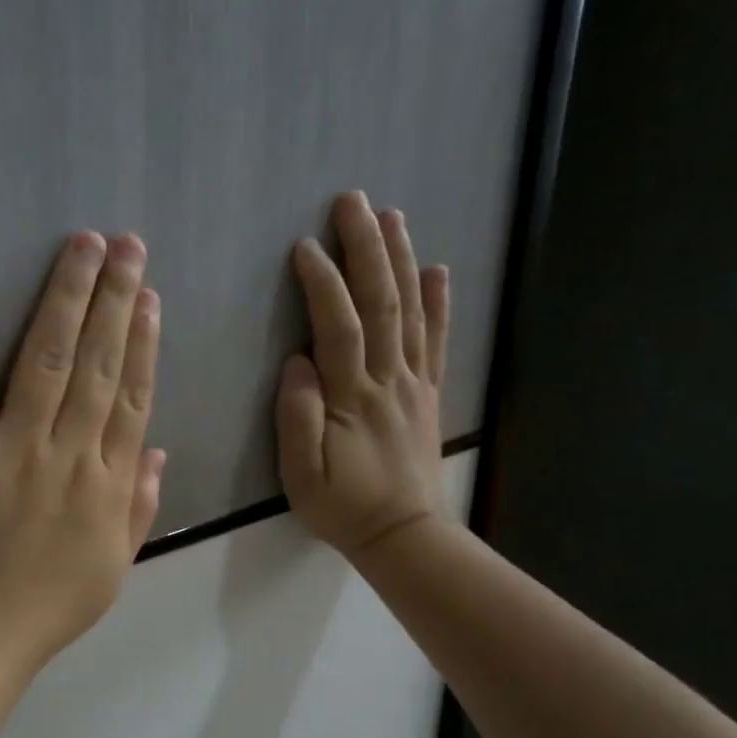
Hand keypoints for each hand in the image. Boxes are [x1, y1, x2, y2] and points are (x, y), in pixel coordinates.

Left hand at [0, 232, 166, 680]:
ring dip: (65, 297)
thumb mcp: (112, 568)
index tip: (149, 296)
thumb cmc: (43, 610)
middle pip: (97, 363)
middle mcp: (69, 454)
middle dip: (114, 298)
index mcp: (109, 484)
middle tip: (125, 244)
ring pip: (45, 358)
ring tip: (82, 245)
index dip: (144, 341)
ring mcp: (12, 448)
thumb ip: (138, 508)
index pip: (133, 397)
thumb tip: (158, 452)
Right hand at [277, 191, 449, 562]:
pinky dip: (440, 303)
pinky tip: (438, 270)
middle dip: (367, 249)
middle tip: (353, 203)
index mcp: (352, 397)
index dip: (323, 283)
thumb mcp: (302, 475)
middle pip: (381, 304)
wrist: (403, 535)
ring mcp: (414, 384)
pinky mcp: (429, 394)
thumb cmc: (343, 506)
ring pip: (411, 312)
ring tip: (392, 217)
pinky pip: (437, 342)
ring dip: (401, 261)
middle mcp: (388, 379)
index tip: (305, 246)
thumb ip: (297, 419)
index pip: (338, 327)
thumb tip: (297, 363)